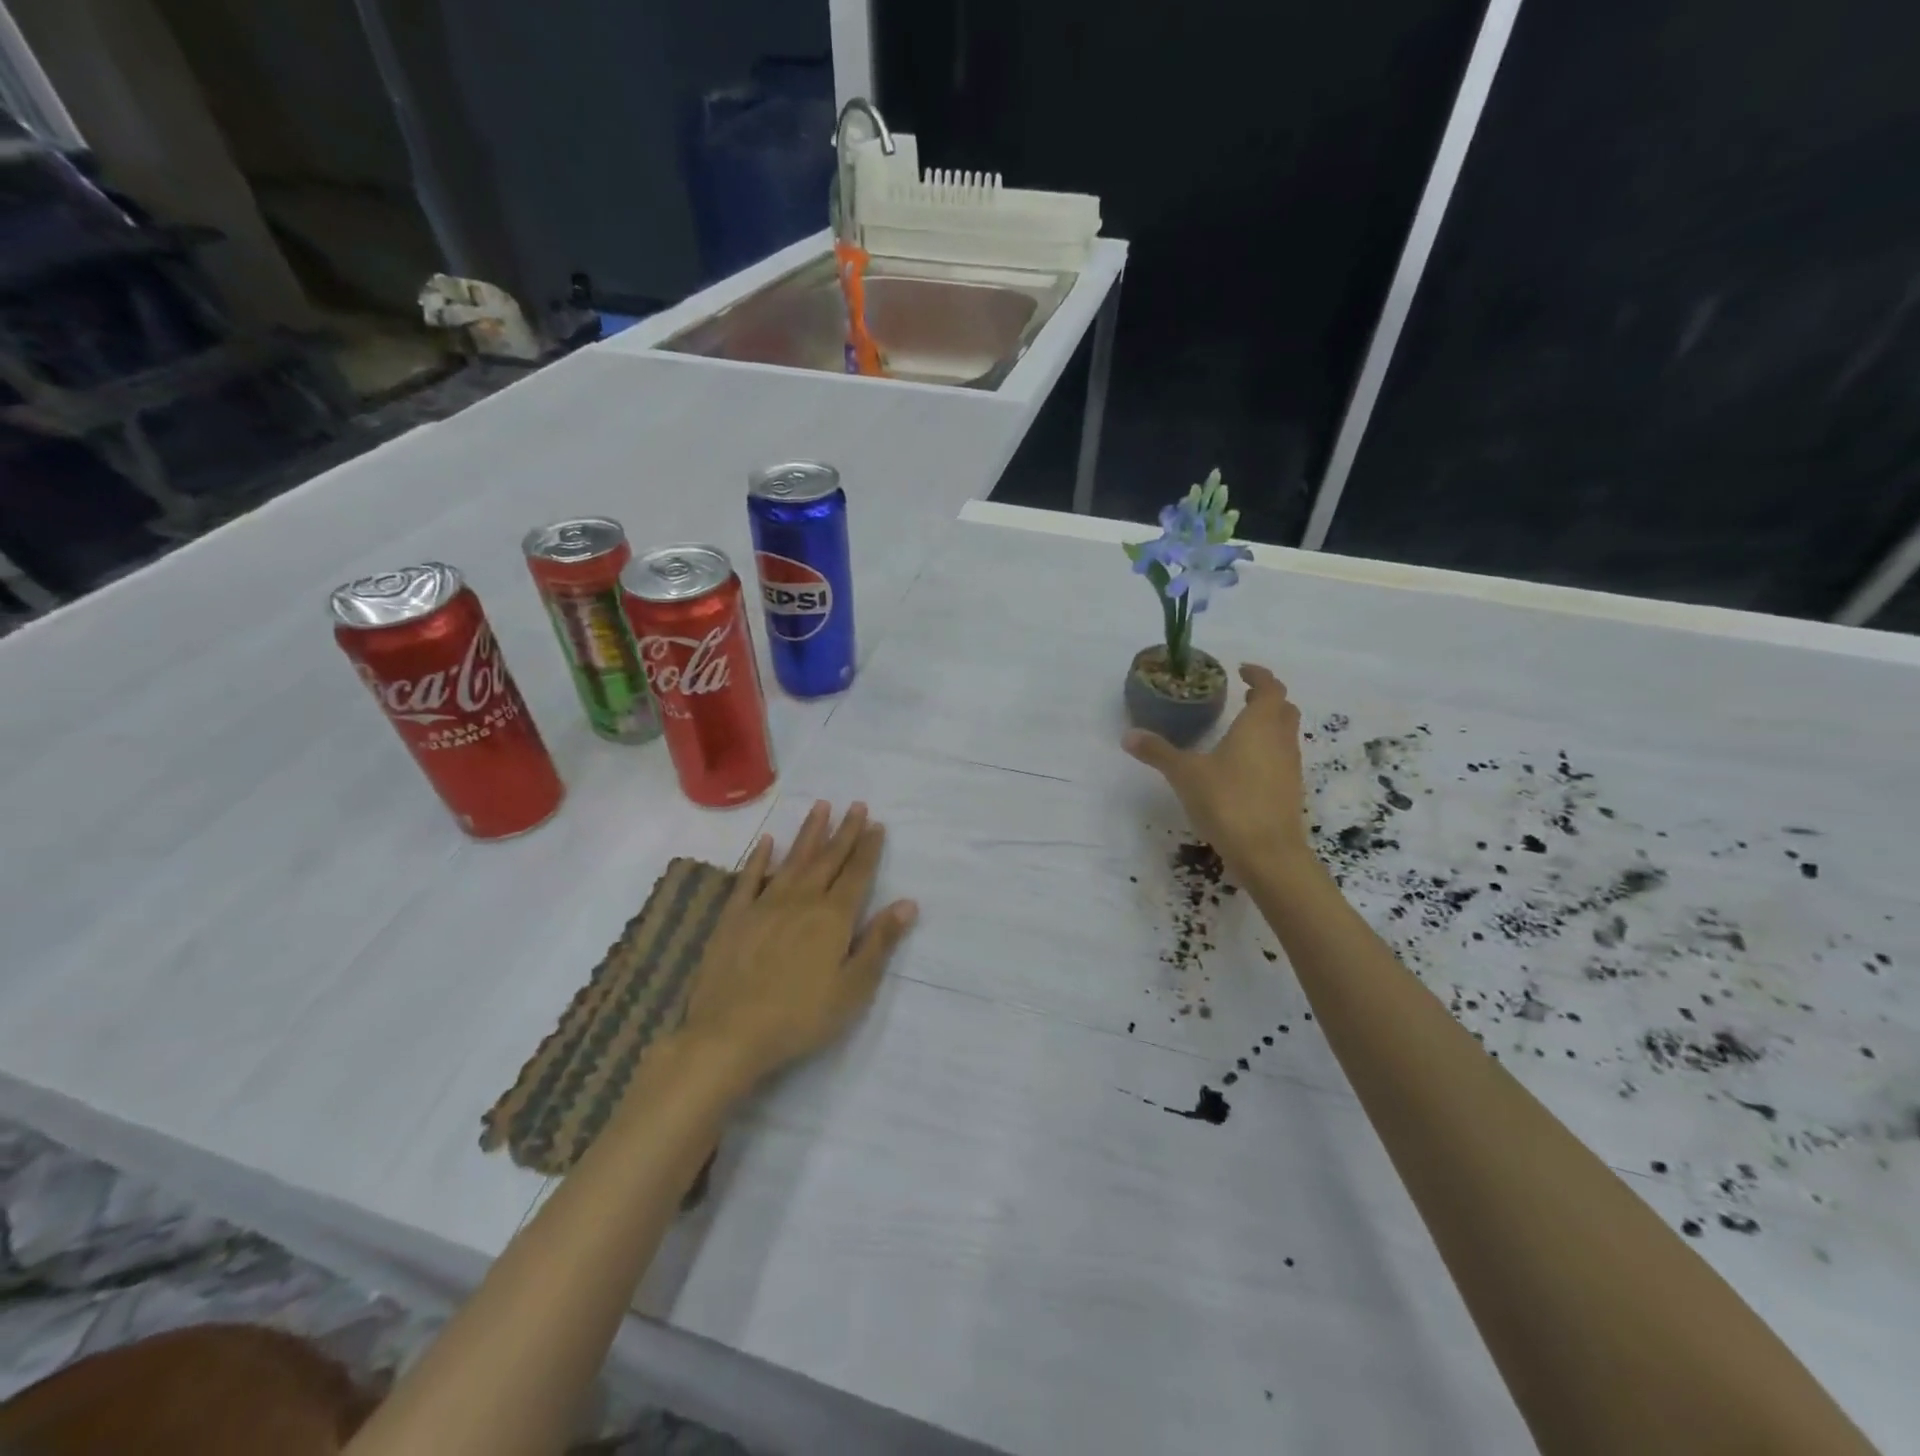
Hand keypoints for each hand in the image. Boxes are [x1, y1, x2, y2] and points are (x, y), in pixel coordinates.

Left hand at [677, 801, 917, 1091]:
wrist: (730, 1033)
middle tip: (856, 805)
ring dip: (809, 833)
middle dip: (845, 831)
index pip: (857, 874)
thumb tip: (908, 902)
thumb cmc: (801, 1016)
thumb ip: (879, 942)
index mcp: (833, 917)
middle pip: (828, 859)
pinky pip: (750, 878)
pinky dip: (760, 857)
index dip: (868, 849)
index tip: (877, 824)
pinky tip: (767, 841)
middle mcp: (801, 900)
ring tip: (821, 806)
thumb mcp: (853, 987)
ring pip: (793, 859)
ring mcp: (764, 905)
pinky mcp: (734, 916)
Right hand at [1123, 663, 1315, 879]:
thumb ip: (1158, 752)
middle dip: (1266, 699)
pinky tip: (1243, 767)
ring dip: (1269, 725)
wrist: (1267, 853)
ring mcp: (1289, 768)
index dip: (1259, 675)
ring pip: (1285, 735)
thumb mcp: (1185, 774)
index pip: (1269, 687)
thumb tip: (1128, 735)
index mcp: (1259, 725)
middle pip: (1283, 709)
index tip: (1242, 670)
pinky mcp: (1289, 792)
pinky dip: (1267, 751)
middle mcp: (1280, 740)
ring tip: (1241, 730)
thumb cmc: (1227, 801)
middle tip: (1243, 697)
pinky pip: (1281, 759)